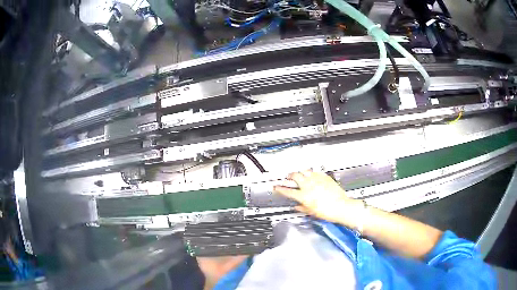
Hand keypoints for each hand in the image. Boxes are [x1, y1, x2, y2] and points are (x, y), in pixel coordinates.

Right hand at [274, 170, 362, 224]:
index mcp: (304, 196)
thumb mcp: (311, 212)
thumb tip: (297, 206)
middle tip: (288, 177)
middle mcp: (309, 186)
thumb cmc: (327, 212)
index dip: (280, 189)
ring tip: (300, 175)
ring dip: (300, 173)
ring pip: (305, 171)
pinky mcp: (325, 177)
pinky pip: (315, 172)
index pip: (287, 191)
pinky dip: (311, 173)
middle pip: (295, 176)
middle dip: (289, 176)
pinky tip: (312, 176)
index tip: (276, 187)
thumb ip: (302, 208)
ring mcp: (317, 180)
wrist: (341, 207)